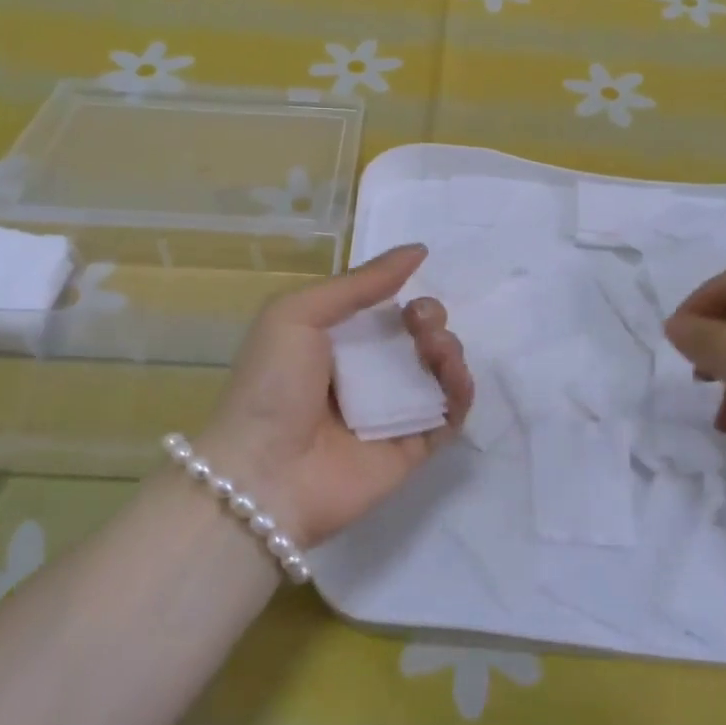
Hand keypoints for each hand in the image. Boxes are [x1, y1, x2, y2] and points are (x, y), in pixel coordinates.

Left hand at [198, 244, 471, 548]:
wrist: (264, 473)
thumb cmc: (272, 385)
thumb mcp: (298, 313)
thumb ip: (358, 283)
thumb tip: (417, 251)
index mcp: (335, 345)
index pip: (385, 315)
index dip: (404, 299)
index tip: (410, 295)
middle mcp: (366, 378)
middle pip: (417, 341)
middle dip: (431, 321)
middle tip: (422, 324)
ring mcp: (391, 415)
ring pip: (439, 374)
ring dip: (449, 350)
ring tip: (435, 348)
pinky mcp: (413, 449)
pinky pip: (450, 415)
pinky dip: (461, 390)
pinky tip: (453, 374)